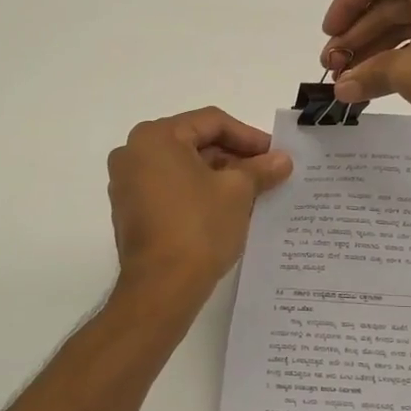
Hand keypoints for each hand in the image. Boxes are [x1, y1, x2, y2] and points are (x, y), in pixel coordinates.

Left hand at [107, 107, 292, 300]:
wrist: (161, 287)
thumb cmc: (198, 227)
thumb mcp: (238, 192)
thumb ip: (260, 169)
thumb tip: (282, 160)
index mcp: (155, 137)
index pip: (211, 122)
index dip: (249, 136)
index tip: (275, 155)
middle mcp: (133, 153)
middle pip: (194, 143)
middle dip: (234, 157)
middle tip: (267, 173)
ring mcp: (127, 184)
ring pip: (183, 168)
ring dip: (218, 176)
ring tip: (252, 192)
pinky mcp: (130, 211)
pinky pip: (170, 189)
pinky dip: (197, 193)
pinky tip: (226, 209)